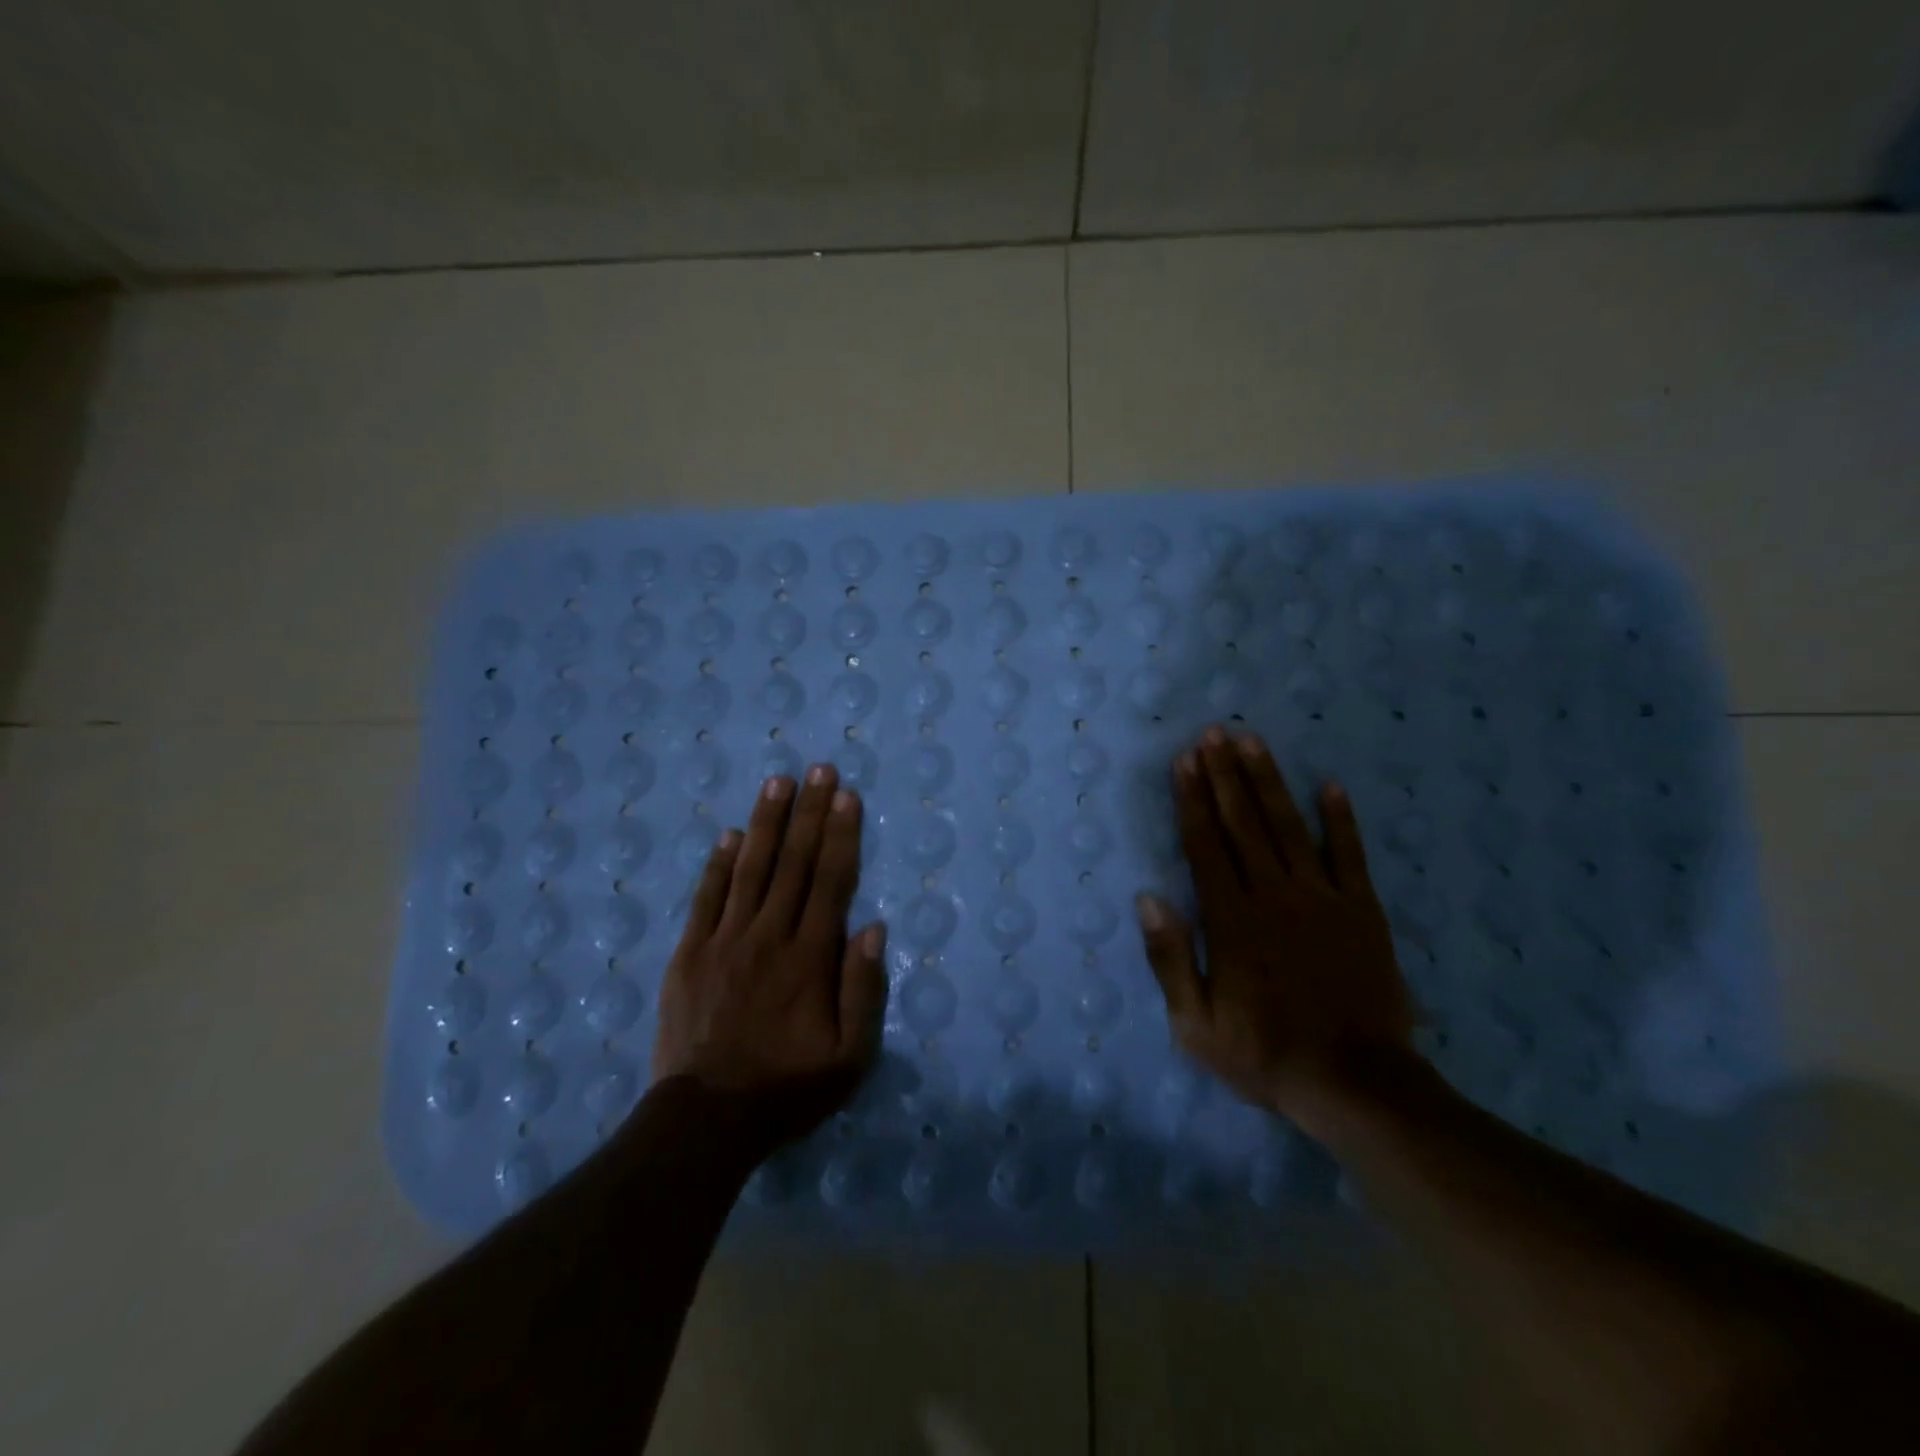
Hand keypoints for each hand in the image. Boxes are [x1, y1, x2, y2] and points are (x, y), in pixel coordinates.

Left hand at [652, 763, 887, 1155]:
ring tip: (778, 783)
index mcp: (809, 957)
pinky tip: (730, 835)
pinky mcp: (689, 953)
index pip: (830, 881)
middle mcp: (768, 935)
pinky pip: (706, 897)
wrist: (705, 1119)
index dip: (841, 836)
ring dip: (767, 822)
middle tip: (819, 770)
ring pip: (750, 869)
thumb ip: (864, 990)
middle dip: (809, 813)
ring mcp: (724, 940)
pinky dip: (719, 864)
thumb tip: (873, 927)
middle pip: (793, 863)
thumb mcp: (849, 1057)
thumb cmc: (787, 1087)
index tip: (847, 796)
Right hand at [1135, 726, 1416, 1137]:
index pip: (1205, 845)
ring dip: (1269, 782)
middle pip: (1244, 824)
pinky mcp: (1362, 912)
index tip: (1184, 761)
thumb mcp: (1195, 1024)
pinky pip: (1350, 856)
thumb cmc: (1265, 1055)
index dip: (1193, 800)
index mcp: (1231, 920)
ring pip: (1289, 827)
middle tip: (1213, 733)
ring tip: (1253, 742)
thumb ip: (1170, 958)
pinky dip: (1341, 819)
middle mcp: (1274, 895)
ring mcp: (1323, 899)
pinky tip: (1330, 785)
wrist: (1356, 1086)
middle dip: (1225, 775)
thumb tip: (1148, 897)